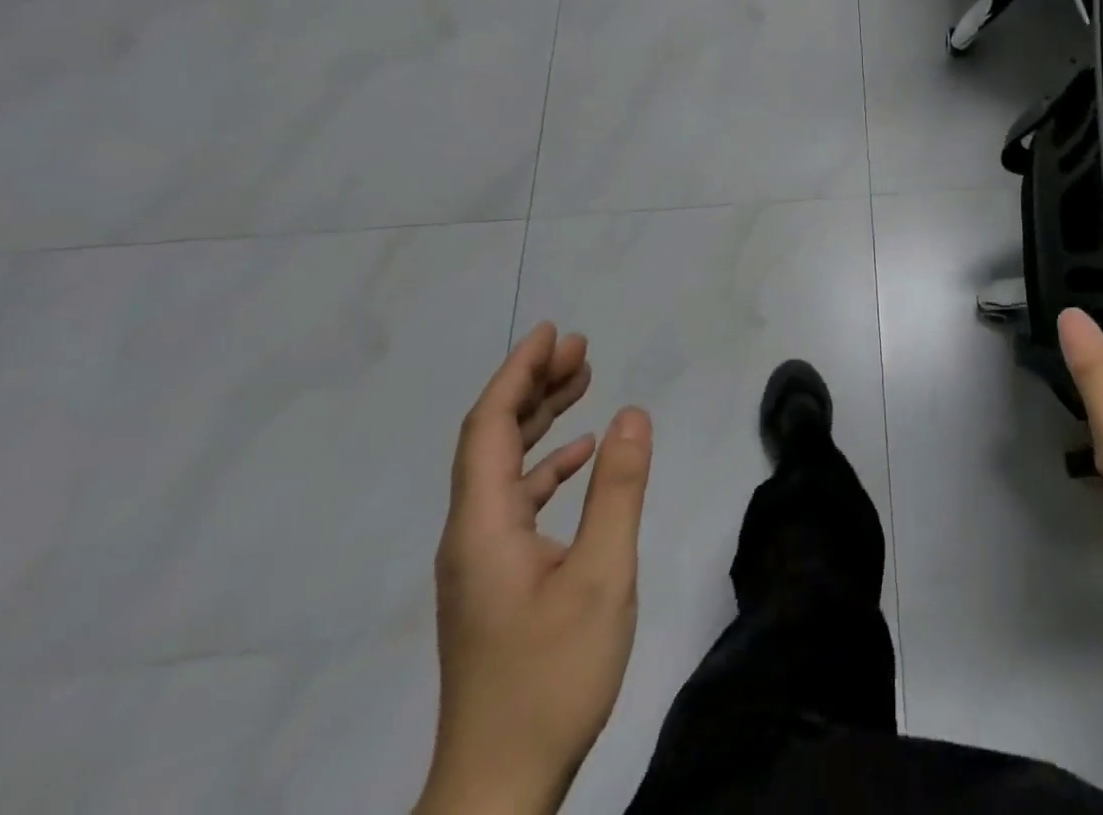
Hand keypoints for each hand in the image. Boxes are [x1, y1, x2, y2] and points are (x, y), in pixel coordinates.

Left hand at [417, 322, 652, 814]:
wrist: (499, 787)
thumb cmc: (551, 676)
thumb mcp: (602, 576)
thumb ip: (618, 490)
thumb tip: (631, 414)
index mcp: (483, 525)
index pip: (491, 426)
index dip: (519, 372)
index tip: (555, 333)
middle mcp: (471, 533)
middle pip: (493, 438)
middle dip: (533, 385)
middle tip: (580, 348)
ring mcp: (481, 560)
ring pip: (505, 468)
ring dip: (541, 420)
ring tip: (583, 382)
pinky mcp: (496, 581)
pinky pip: (517, 500)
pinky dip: (548, 466)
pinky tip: (581, 456)